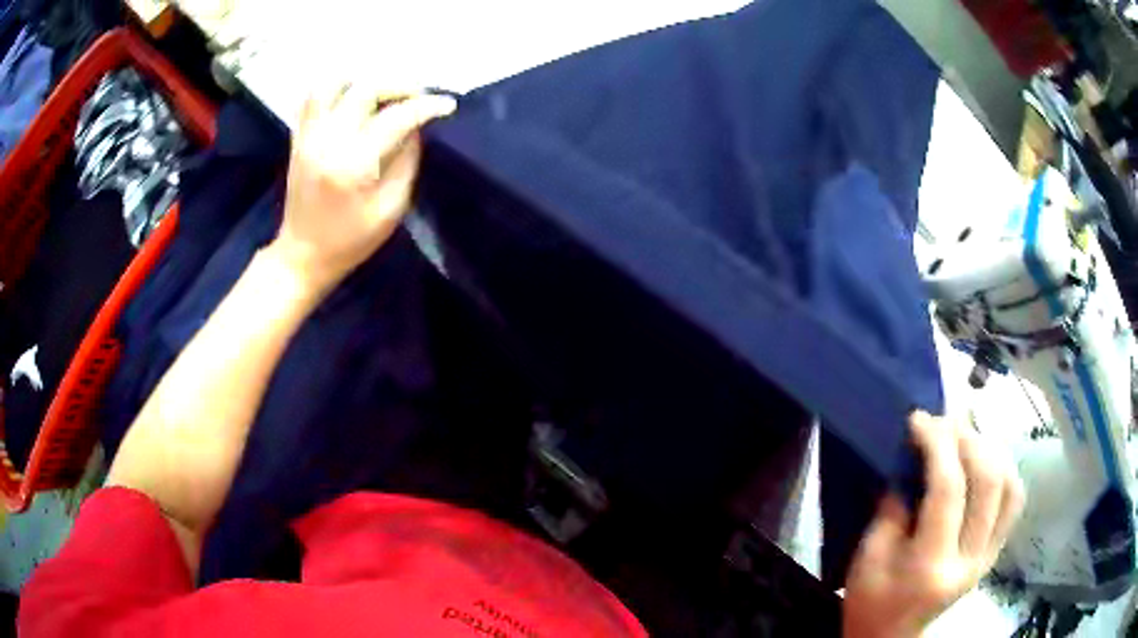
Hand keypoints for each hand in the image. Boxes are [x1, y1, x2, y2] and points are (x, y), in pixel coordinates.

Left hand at [270, 83, 456, 293]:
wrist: (303, 255)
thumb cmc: (350, 241)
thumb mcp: (391, 209)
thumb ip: (407, 161)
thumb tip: (416, 126)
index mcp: (354, 163)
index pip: (396, 117)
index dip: (426, 105)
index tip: (447, 104)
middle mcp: (328, 141)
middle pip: (366, 89)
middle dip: (400, 86)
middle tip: (418, 98)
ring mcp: (308, 137)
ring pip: (333, 84)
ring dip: (363, 81)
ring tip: (382, 94)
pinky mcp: (298, 139)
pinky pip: (311, 98)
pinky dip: (335, 89)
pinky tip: (351, 98)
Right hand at [843, 412, 1023, 637]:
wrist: (891, 636)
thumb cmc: (871, 600)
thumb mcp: (868, 556)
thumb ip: (894, 505)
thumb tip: (915, 456)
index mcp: (930, 566)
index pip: (948, 489)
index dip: (937, 444)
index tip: (919, 418)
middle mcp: (969, 559)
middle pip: (988, 480)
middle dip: (967, 437)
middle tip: (944, 420)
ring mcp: (988, 555)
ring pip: (1009, 484)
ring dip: (990, 449)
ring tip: (966, 435)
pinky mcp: (994, 551)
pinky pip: (1014, 499)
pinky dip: (1004, 469)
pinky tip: (986, 459)